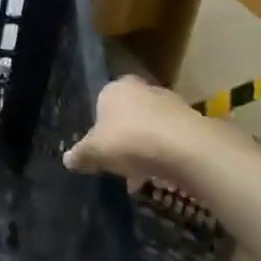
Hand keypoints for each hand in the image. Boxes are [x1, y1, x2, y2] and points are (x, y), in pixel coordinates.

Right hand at [63, 76, 213, 183]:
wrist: (185, 148)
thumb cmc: (129, 141)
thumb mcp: (94, 152)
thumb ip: (80, 155)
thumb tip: (67, 159)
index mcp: (114, 88)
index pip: (102, 101)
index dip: (100, 125)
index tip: (101, 146)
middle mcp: (142, 88)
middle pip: (128, 112)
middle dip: (124, 134)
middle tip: (120, 159)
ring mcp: (170, 102)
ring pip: (151, 125)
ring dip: (146, 144)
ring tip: (141, 172)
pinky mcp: (193, 120)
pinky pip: (171, 137)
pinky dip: (166, 152)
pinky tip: (162, 172)